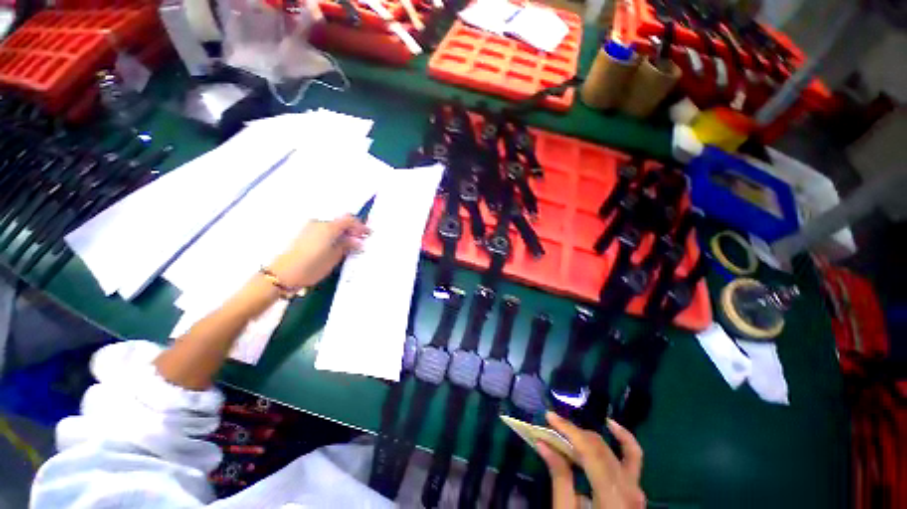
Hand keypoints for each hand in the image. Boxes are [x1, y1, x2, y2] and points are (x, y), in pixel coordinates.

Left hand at [268, 215, 368, 288]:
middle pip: (341, 221)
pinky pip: (324, 231)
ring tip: (350, 245)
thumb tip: (358, 241)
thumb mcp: (335, 256)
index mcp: (329, 227)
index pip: (350, 220)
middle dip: (352, 229)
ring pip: (332, 226)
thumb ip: (347, 245)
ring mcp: (310, 228)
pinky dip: (333, 236)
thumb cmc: (313, 265)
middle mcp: (319, 223)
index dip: (361, 227)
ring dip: (343, 233)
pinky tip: (337, 246)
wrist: (284, 273)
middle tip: (360, 240)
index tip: (368, 234)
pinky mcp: (304, 235)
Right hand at [537, 412, 645, 508]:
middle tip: (552, 426)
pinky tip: (610, 425)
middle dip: (574, 433)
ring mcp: (637, 489)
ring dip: (589, 436)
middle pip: (600, 449)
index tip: (549, 416)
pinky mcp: (637, 490)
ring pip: (613, 450)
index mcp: (613, 499)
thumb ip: (559, 477)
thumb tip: (543, 442)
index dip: (569, 430)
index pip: (590, 452)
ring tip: (569, 430)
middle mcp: (630, 490)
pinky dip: (623, 439)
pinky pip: (634, 458)